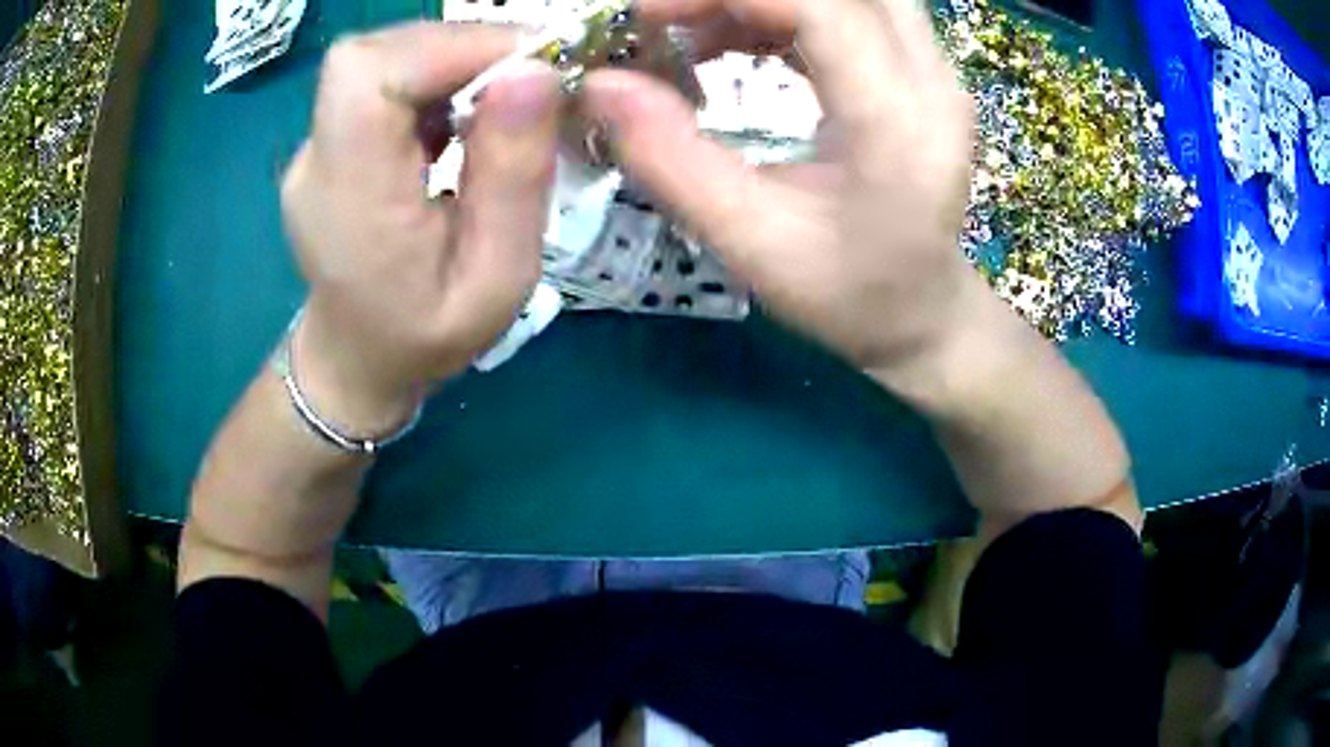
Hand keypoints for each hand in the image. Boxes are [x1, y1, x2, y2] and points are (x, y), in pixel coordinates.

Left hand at [280, 24, 559, 433]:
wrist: (356, 361)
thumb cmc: (427, 336)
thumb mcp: (497, 279)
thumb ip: (514, 177)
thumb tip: (538, 73)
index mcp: (348, 195)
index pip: (370, 74)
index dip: (450, 45)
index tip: (529, 64)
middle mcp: (318, 158)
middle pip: (374, 54)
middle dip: (461, 47)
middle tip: (529, 78)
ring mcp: (317, 146)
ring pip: (381, 57)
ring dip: (453, 58)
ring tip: (503, 97)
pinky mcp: (332, 140)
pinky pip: (382, 79)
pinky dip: (435, 75)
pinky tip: (465, 111)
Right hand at [585, 0, 979, 378]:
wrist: (922, 313)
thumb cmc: (848, 293)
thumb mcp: (750, 243)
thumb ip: (671, 159)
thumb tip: (599, 84)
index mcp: (898, 120)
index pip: (821, 5)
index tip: (645, 16)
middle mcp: (930, 77)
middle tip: (670, 19)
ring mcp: (931, 68)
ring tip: (695, 35)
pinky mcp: (914, 69)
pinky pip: (845, 8)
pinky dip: (778, 10)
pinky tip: (733, 43)